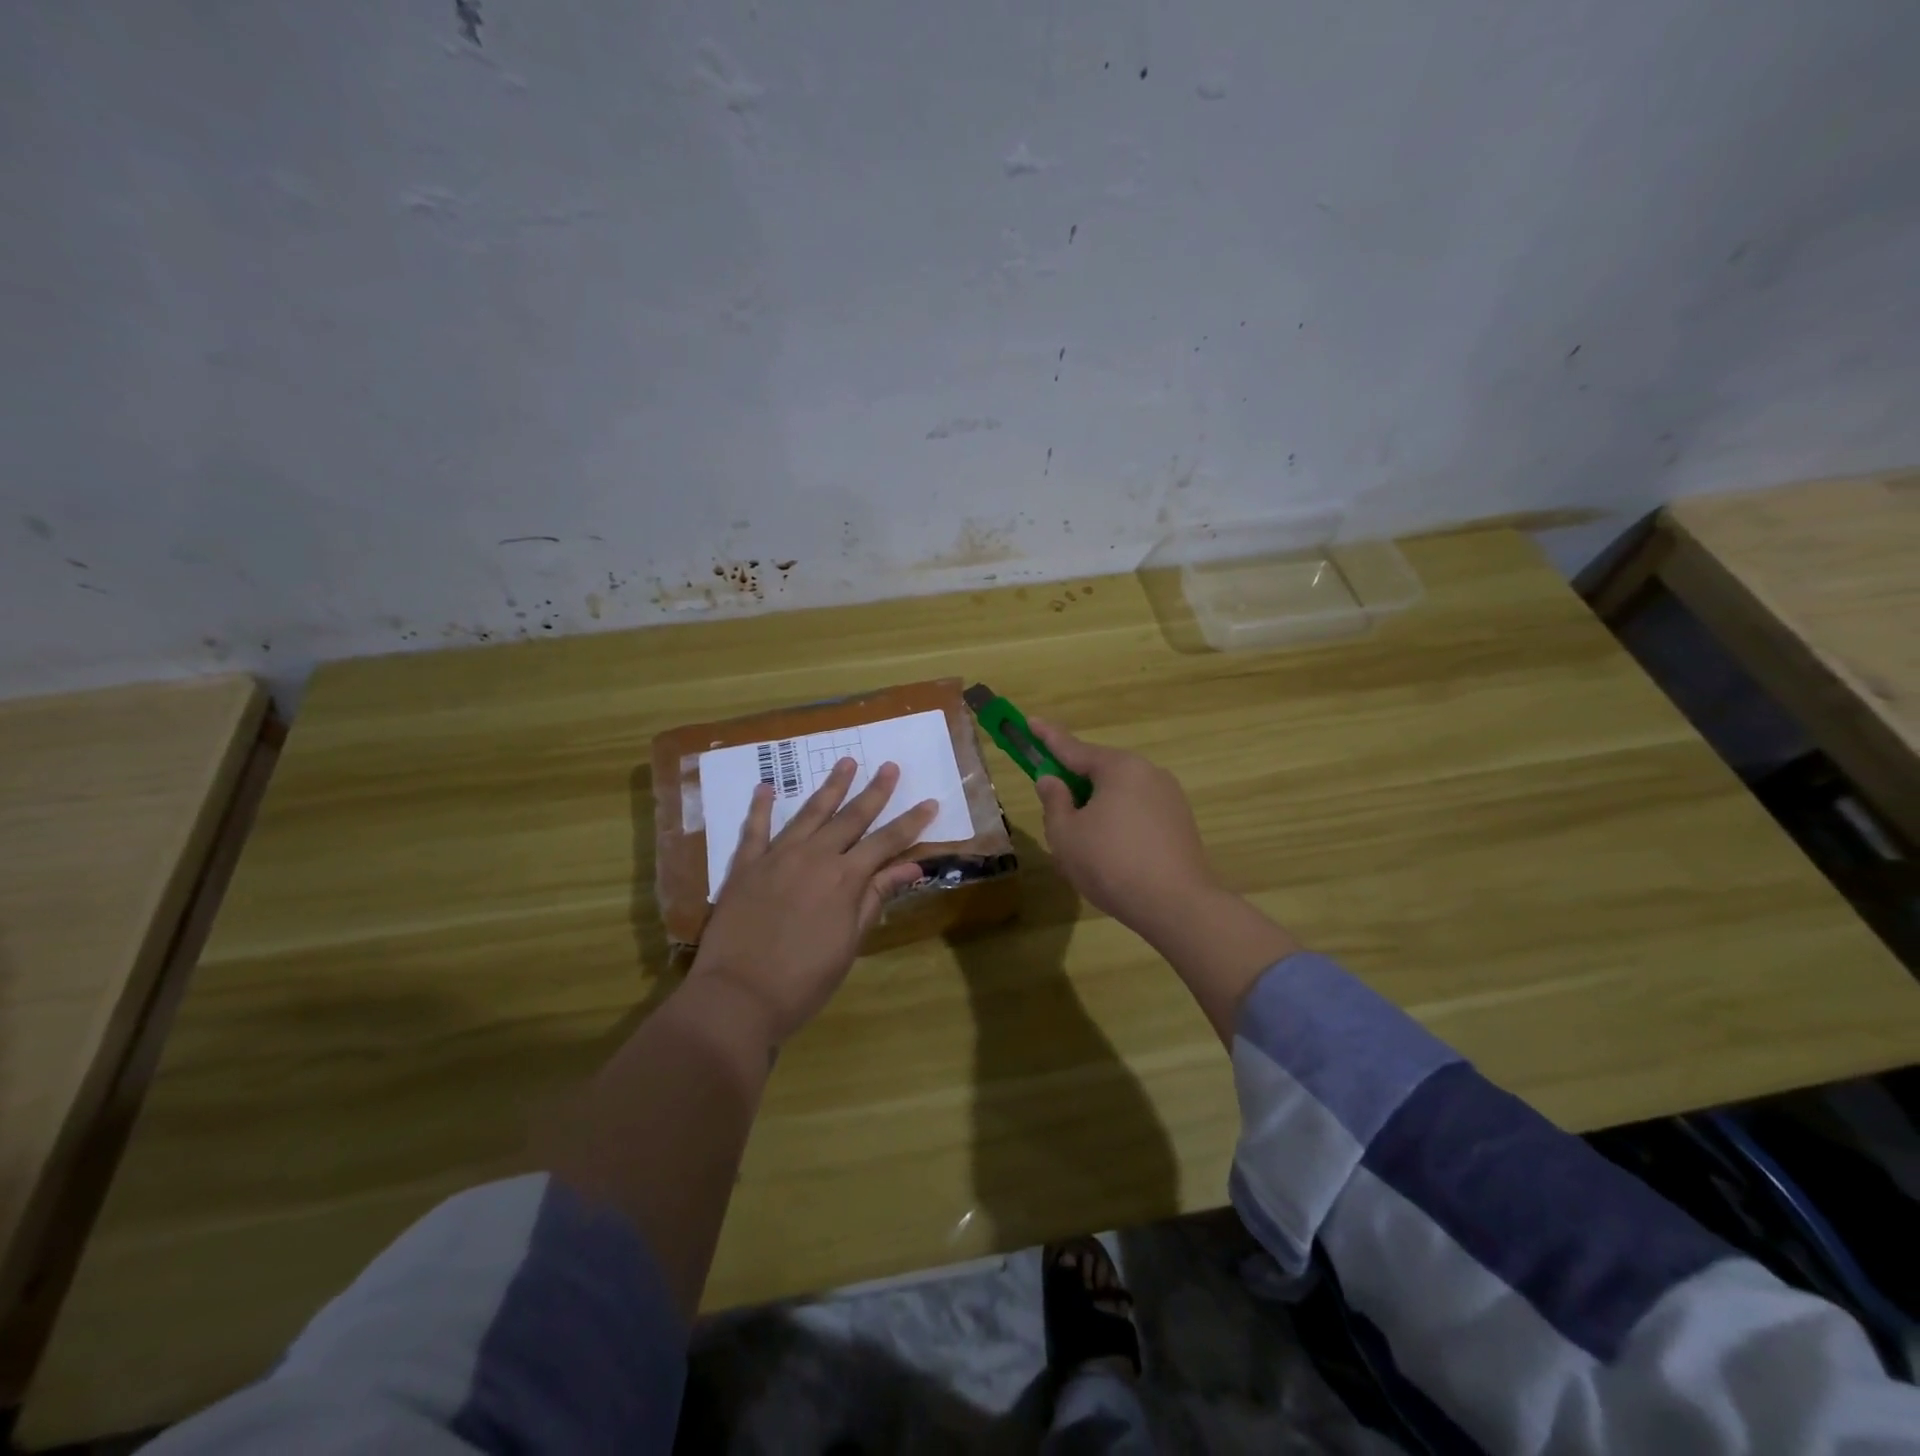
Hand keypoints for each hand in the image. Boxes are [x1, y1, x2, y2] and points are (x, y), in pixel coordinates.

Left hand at [689, 758, 936, 1045]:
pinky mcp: (745, 866)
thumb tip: (911, 867)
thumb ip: (876, 898)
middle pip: (851, 817)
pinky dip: (760, 806)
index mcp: (845, 878)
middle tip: (889, 766)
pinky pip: (754, 829)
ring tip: (845, 762)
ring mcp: (777, 857)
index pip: (886, 842)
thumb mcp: (849, 943)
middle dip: (874, 791)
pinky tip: (766, 787)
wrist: (738, 996)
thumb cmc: (804, 980)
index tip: (929, 802)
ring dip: (830, 787)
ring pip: (809, 813)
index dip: (910, 823)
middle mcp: (814, 856)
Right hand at [1029, 720, 1218, 933]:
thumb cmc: (1111, 864)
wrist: (1176, 905)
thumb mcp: (1066, 834)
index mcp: (1119, 768)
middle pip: (1100, 771)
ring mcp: (1170, 797)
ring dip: (1097, 808)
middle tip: (1054, 804)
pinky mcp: (1181, 823)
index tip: (1030, 721)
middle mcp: (1148, 773)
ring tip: (1082, 844)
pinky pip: (1138, 812)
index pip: (1073, 748)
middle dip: (1075, 784)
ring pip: (1120, 794)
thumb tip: (1052, 780)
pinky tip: (1111, 854)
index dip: (1047, 737)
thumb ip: (1054, 802)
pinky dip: (1119, 823)